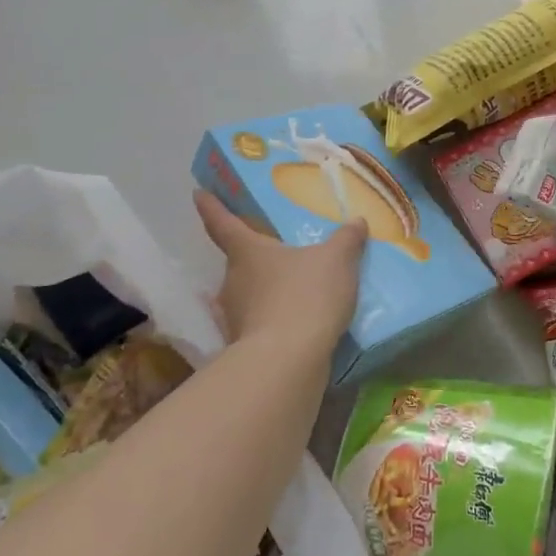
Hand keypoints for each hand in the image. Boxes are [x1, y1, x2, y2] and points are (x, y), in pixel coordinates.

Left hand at [193, 190, 365, 354]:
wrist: (289, 361)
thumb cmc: (306, 296)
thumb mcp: (336, 261)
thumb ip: (346, 240)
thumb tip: (357, 221)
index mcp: (247, 251)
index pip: (222, 222)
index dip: (211, 206)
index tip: (198, 194)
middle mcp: (232, 281)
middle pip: (238, 261)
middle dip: (254, 257)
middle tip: (276, 250)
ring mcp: (235, 316)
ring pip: (248, 294)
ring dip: (265, 291)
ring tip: (293, 289)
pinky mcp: (244, 346)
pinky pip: (260, 323)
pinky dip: (273, 320)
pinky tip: (295, 322)